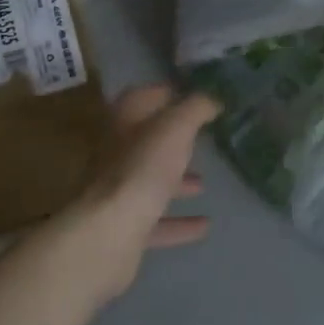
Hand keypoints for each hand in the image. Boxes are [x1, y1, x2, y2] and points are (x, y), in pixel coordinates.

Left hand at [46, 85, 219, 305]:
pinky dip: (179, 222)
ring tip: (204, 183)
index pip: (141, 97)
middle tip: (200, 141)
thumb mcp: (175, 128)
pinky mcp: (123, 227)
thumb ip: (195, 109)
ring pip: (149, 181)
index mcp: (123, 123)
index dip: (164, 93)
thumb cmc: (143, 168)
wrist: (110, 231)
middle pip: (145, 141)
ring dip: (175, 181)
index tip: (191, 96)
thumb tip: (212, 99)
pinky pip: (156, 220)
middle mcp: (115, 154)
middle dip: (172, 141)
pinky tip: (204, 225)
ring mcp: (117, 192)